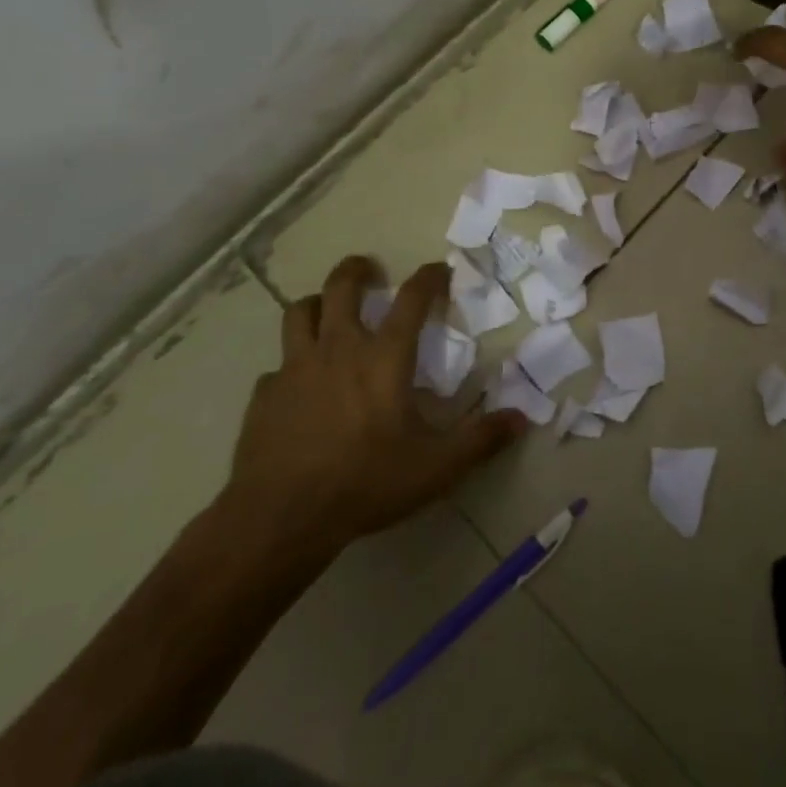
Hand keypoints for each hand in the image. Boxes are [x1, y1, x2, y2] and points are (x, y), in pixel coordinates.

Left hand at [219, 256, 525, 569]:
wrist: (280, 516)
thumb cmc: (365, 482)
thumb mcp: (435, 467)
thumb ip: (480, 440)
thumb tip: (521, 418)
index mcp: (383, 356)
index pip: (412, 298)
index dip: (429, 277)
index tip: (440, 269)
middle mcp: (338, 348)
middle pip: (341, 286)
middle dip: (357, 269)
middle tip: (370, 270)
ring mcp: (295, 368)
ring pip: (300, 312)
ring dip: (318, 304)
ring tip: (329, 311)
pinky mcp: (264, 395)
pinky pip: (277, 366)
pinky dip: (291, 365)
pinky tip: (299, 387)